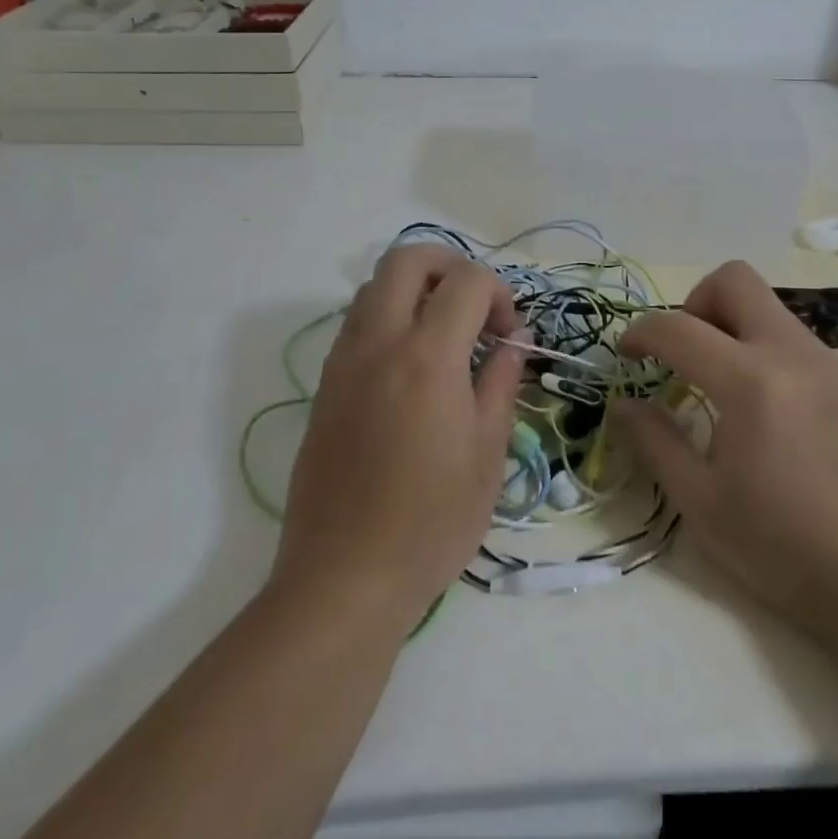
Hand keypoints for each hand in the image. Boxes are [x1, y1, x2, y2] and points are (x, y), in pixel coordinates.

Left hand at [272, 245, 523, 631]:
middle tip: (475, 306)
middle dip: (450, 265)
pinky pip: (357, 322)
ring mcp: (343, 361)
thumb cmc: (430, 522)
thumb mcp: (487, 454)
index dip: (498, 292)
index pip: (466, 281)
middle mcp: (378, 342)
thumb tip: (512, 342)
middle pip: (408, 259)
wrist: (343, 579)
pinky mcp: (325, 385)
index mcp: (426, 356)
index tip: (510, 333)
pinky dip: (389, 317)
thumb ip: (501, 382)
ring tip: (444, 334)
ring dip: (415, 290)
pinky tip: (412, 366)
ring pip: (375, 285)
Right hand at [615, 261, 837, 638]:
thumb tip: (622, 403)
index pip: (679, 328)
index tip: (626, 355)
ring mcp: (826, 361)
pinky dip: (761, 346)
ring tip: (718, 381)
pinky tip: (761, 403)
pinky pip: (790, 335)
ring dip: (730, 323)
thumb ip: (654, 441)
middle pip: (734, 279)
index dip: (641, 333)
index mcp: (750, 383)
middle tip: (682, 352)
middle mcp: (791, 353)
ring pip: (765, 304)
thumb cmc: (782, 546)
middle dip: (694, 302)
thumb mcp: (700, 502)